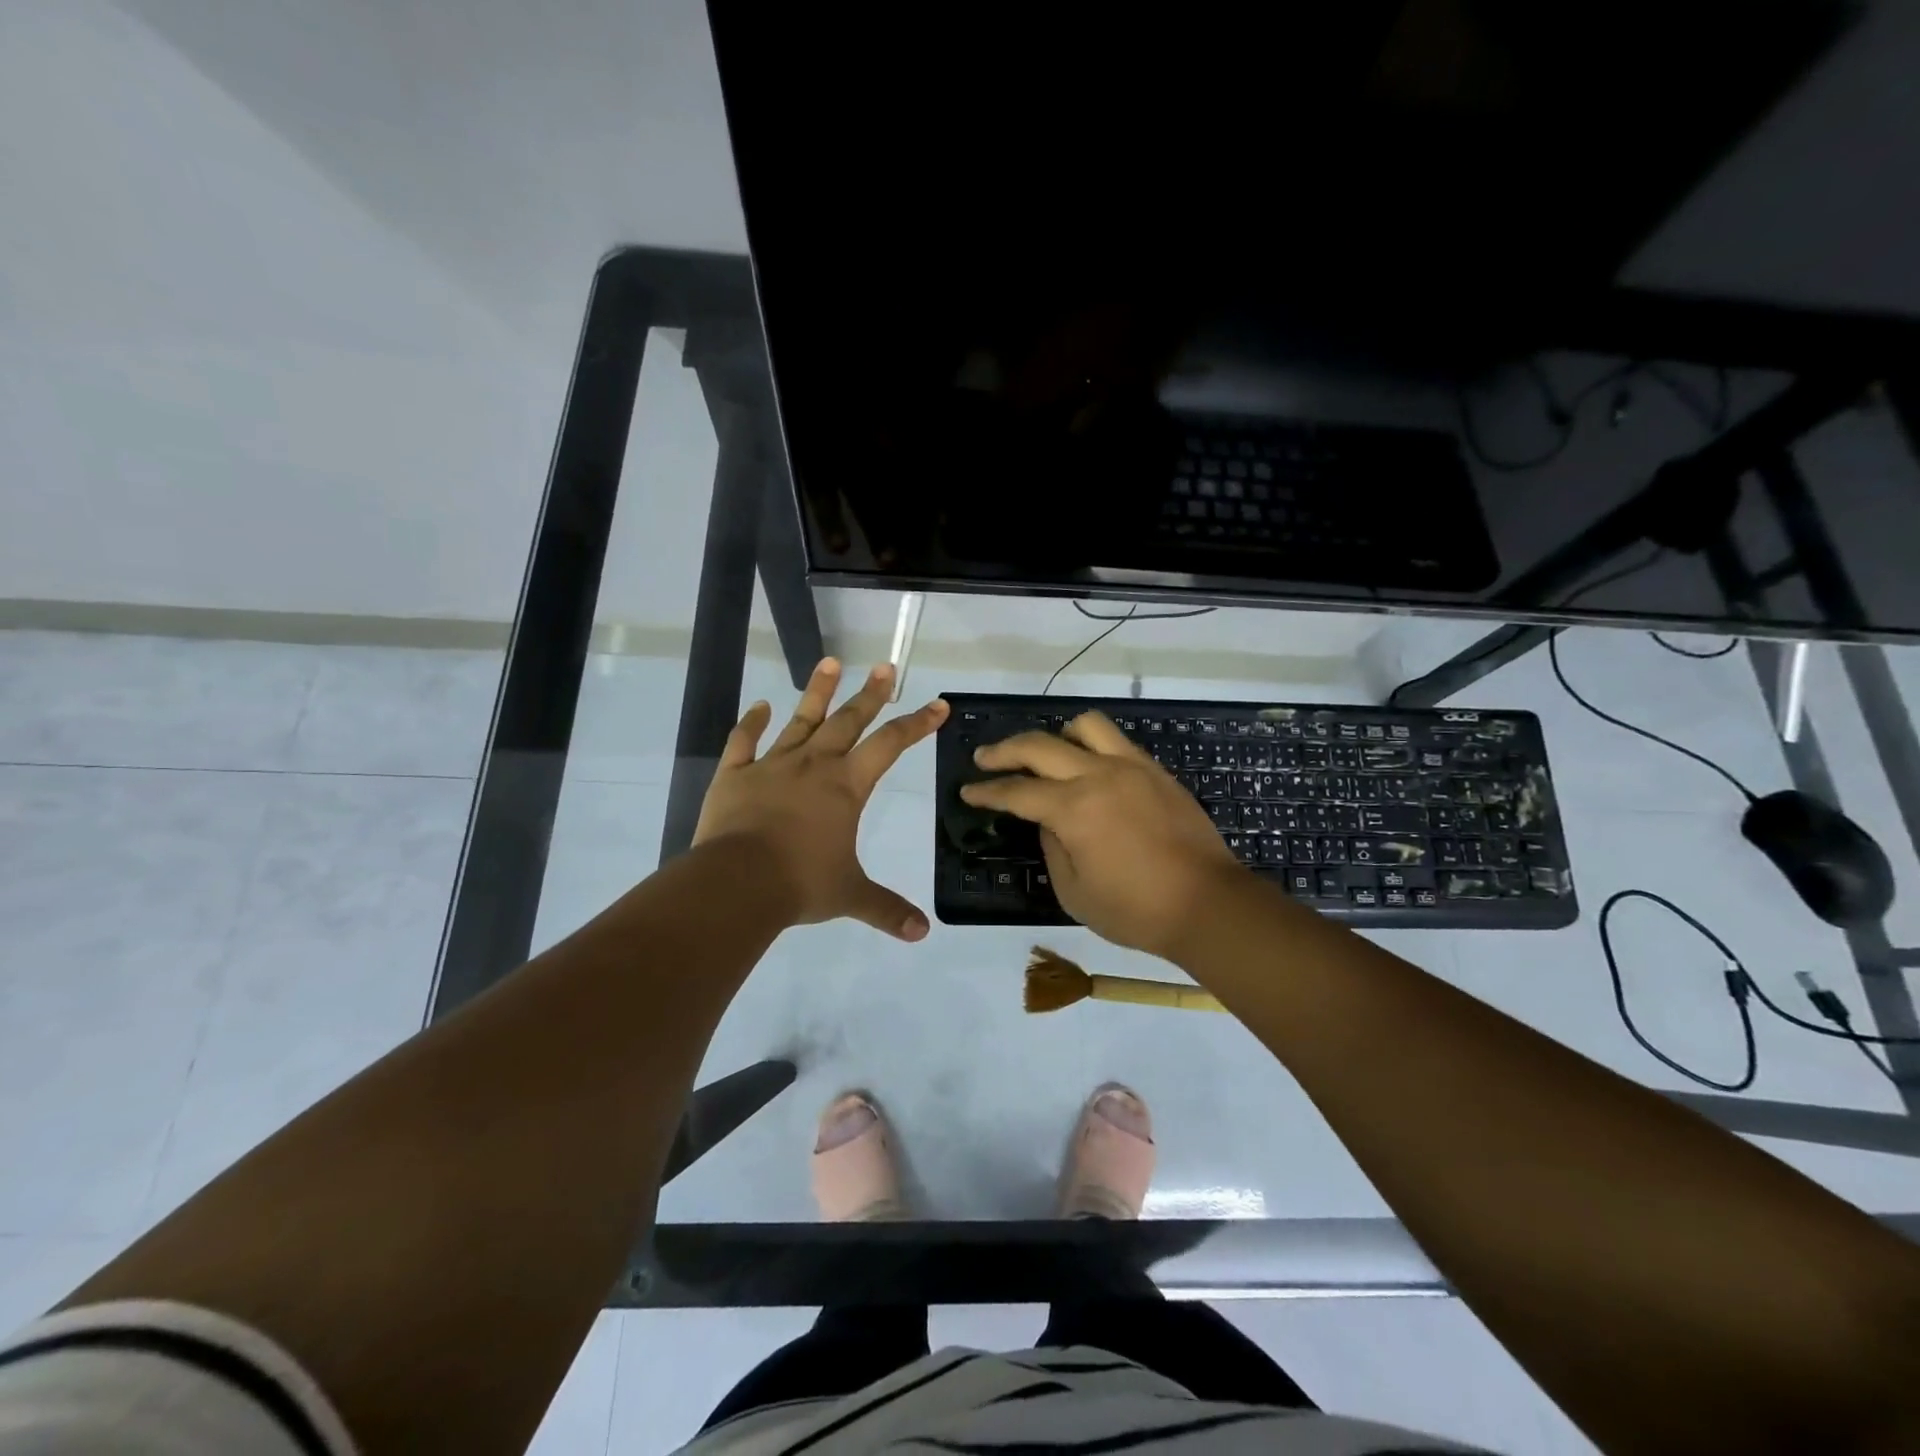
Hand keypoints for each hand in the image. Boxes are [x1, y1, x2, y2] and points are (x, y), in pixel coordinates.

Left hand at [695, 658, 947, 940]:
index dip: (917, 723)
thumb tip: (921, 933)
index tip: (938, 704)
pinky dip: (752, 722)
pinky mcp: (735, 774)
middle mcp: (814, 765)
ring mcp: (772, 765)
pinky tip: (761, 706)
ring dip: (817, 691)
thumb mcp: (850, 895)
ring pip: (800, 719)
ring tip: (830, 661)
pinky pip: (744, 741)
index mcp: (846, 786)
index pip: (890, 745)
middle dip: (870, 694)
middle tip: (885, 667)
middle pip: (848, 721)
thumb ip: (886, 909)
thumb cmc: (801, 883)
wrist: (737, 882)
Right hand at [961, 713, 1242, 957]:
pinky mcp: (1155, 771)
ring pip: (1084, 726)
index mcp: (1073, 809)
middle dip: (1003, 751)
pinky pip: (1116, 741)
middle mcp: (1098, 775)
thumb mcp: (1074, 892)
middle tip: (984, 758)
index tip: (967, 790)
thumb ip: (1052, 847)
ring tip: (1044, 754)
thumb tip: (1046, 820)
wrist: (1208, 904)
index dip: (987, 791)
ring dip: (1055, 735)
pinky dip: (1091, 744)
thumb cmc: (1135, 910)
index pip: (1017, 791)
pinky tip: (1087, 765)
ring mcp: (1131, 767)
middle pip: (1039, 746)